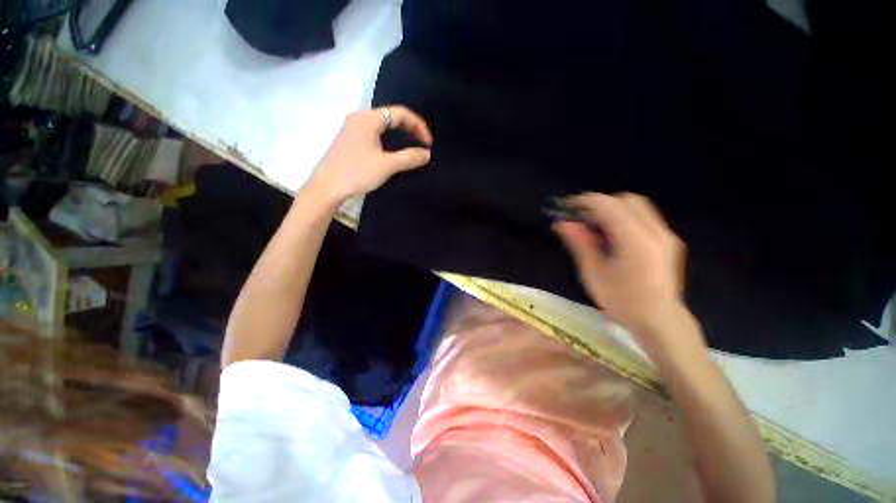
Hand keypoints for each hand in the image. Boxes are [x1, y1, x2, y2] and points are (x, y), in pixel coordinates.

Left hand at [308, 105, 432, 204]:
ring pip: (383, 125)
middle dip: (410, 128)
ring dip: (400, 134)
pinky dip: (388, 138)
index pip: (400, 113)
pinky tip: (394, 150)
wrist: (327, 187)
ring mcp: (353, 127)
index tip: (428, 143)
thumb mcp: (387, 165)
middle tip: (422, 144)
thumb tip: (427, 154)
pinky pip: (374, 132)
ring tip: (412, 146)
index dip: (418, 126)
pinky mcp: (350, 138)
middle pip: (391, 116)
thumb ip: (409, 157)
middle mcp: (360, 117)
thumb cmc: (357, 173)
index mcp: (368, 118)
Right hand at [554, 192, 687, 337]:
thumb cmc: (622, 302)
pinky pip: (644, 217)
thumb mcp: (594, 274)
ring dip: (612, 209)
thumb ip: (580, 244)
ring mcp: (666, 235)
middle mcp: (655, 232)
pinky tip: (612, 236)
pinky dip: (624, 217)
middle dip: (600, 204)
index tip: (567, 208)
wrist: (660, 321)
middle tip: (581, 219)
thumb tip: (562, 223)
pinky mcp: (668, 240)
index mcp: (635, 242)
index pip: (609, 206)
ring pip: (637, 206)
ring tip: (595, 228)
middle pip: (626, 200)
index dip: (585, 202)